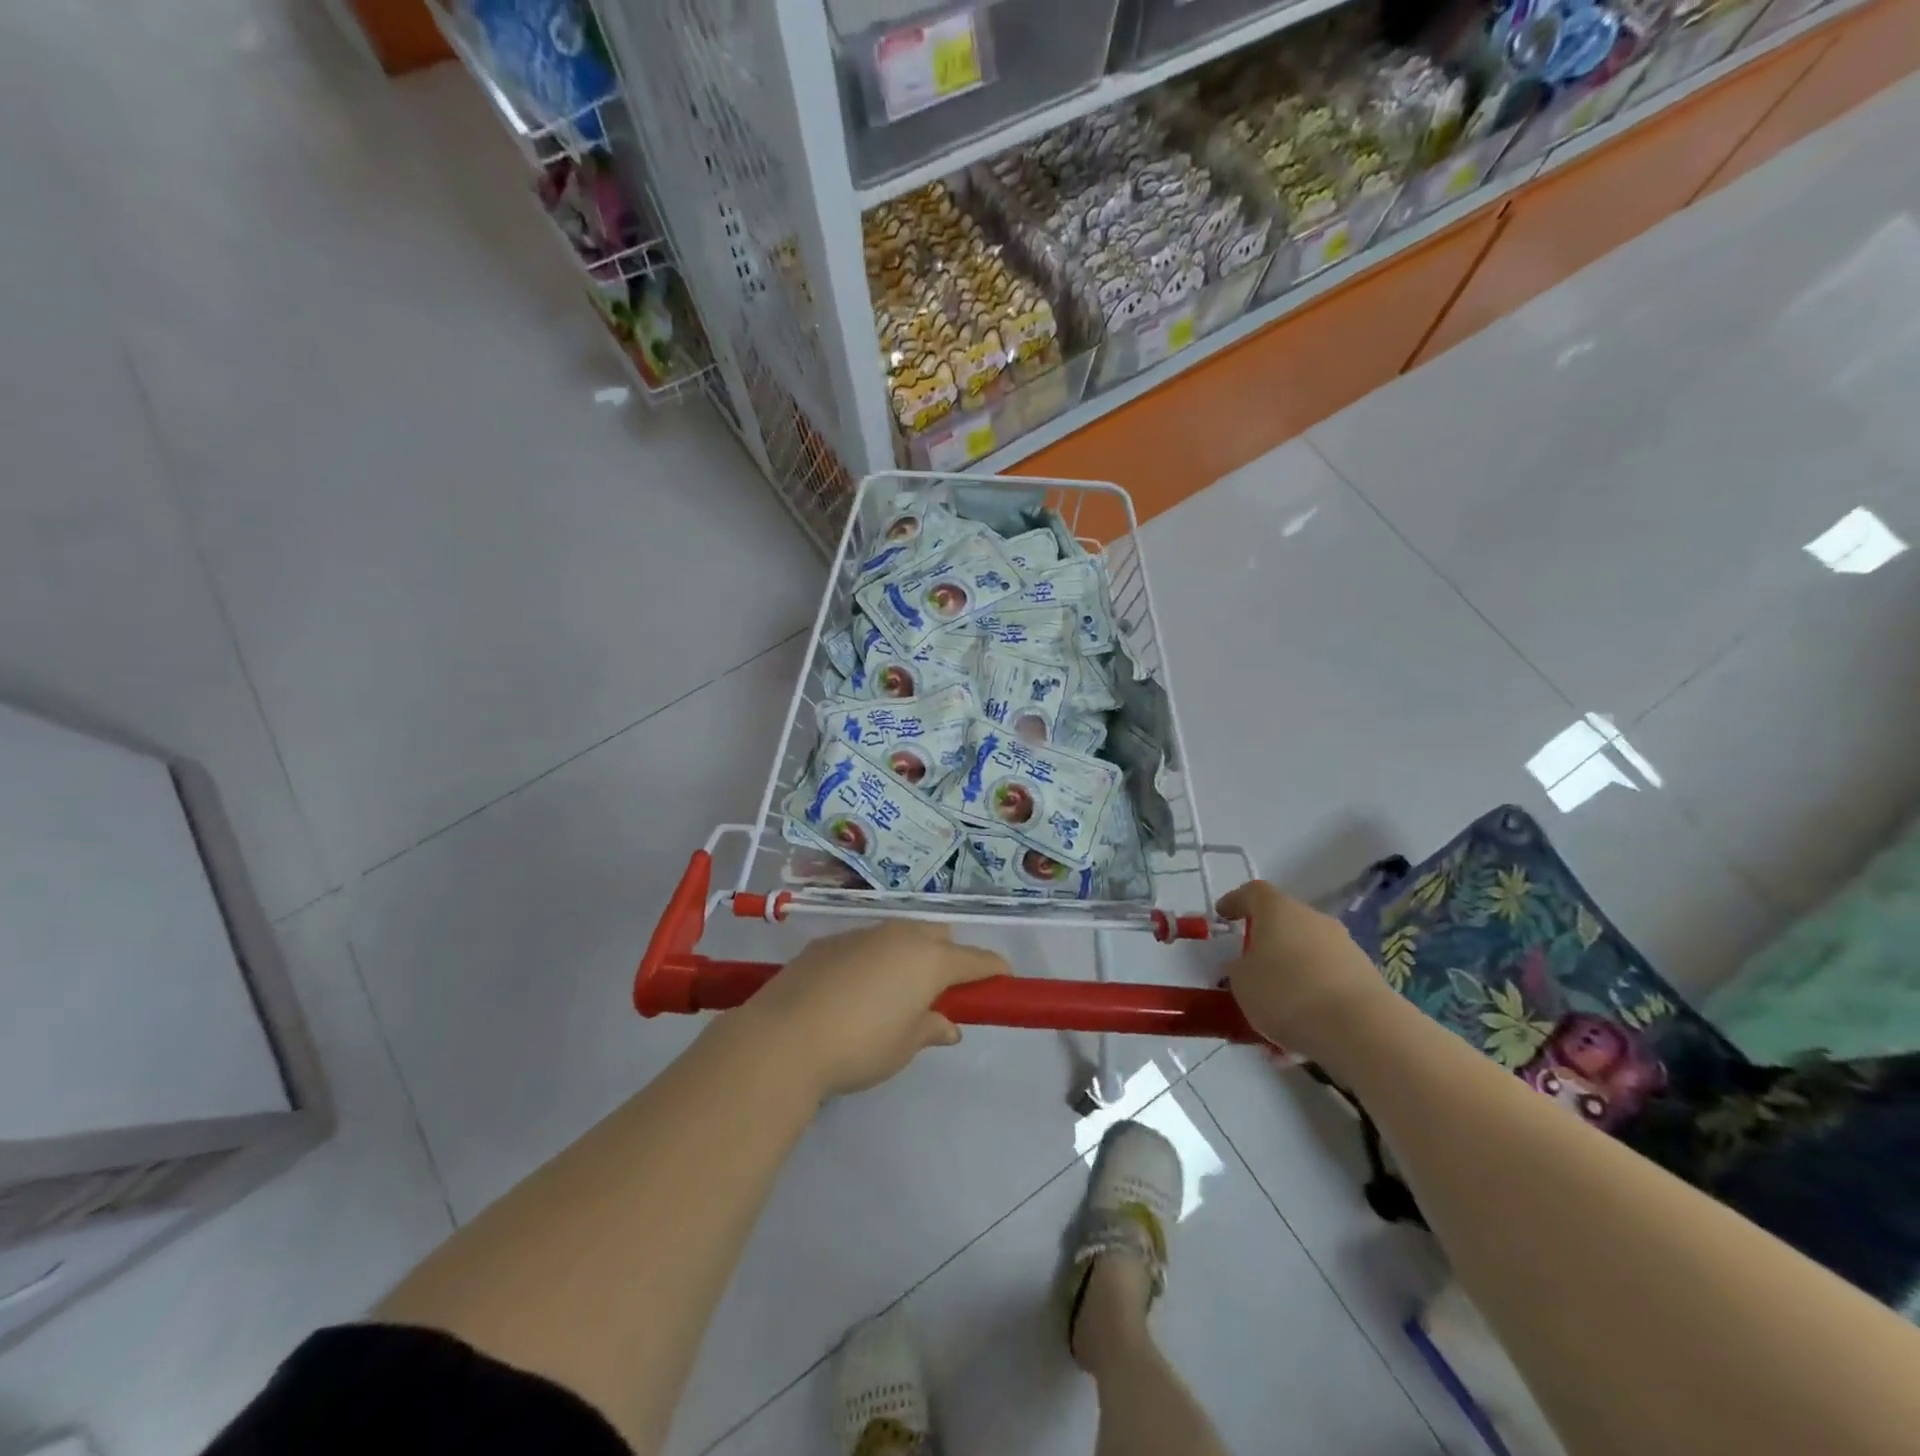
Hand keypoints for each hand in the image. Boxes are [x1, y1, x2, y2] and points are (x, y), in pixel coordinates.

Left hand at [742, 922, 1006, 1099]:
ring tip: (893, 993)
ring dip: (908, 955)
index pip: (975, 959)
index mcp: (928, 960)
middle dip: (948, 956)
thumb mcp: (903, 1047)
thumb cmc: (858, 1046)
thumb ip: (930, 1028)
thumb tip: (947, 1025)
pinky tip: (853, 991)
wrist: (783, 1037)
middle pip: (938, 936)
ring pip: (900, 935)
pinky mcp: (828, 941)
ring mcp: (862, 934)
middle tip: (939, 992)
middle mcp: (899, 936)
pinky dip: (873, 960)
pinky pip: (866, 943)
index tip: (1002, 979)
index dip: (992, 969)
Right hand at [1215, 881, 1398, 1064]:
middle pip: (1284, 921)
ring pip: (1307, 951)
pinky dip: (1312, 992)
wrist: (1360, 1029)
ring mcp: (1344, 946)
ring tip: (1276, 1004)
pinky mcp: (1365, 975)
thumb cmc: (1286, 993)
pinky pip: (1327, 977)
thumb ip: (1237, 969)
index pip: (1253, 893)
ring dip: (1291, 969)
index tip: (1223, 916)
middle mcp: (1313, 918)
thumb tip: (1242, 966)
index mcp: (1278, 909)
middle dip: (1266, 940)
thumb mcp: (1241, 983)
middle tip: (1249, 965)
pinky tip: (1303, 1022)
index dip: (1236, 901)